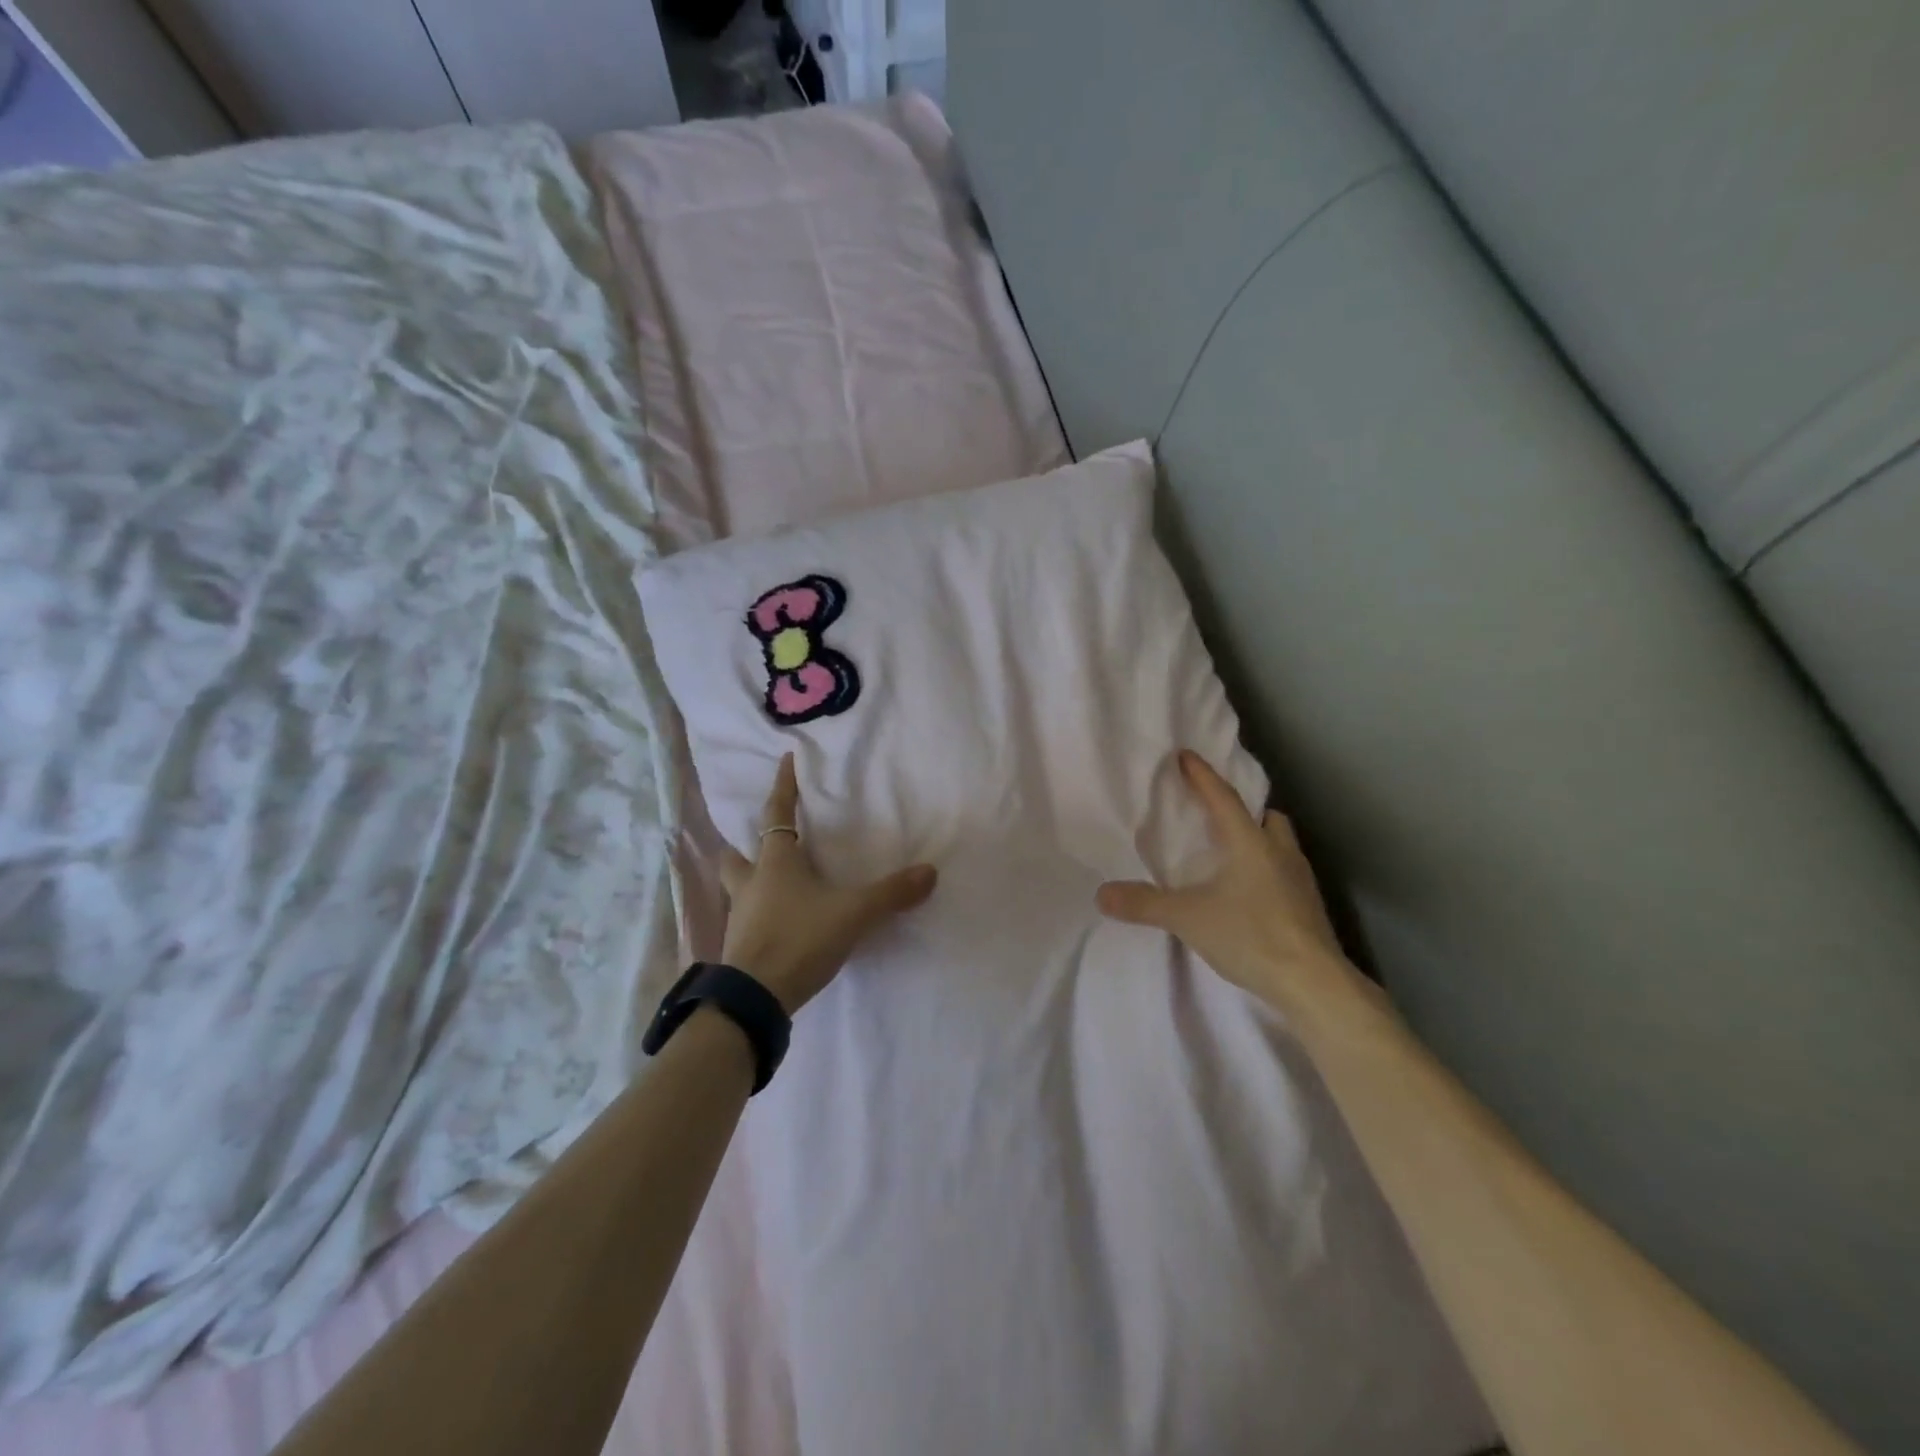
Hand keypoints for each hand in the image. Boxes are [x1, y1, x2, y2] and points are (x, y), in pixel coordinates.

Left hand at [720, 754, 938, 1013]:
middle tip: (764, 842)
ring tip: (771, 883)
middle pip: (738, 854)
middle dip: (747, 845)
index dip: (783, 786)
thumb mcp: (853, 913)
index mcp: (775, 863)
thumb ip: (891, 894)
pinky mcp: (739, 947)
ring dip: (749, 879)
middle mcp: (751, 884)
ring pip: (738, 887)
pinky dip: (759, 913)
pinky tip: (778, 923)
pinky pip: (746, 918)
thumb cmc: (799, 939)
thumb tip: (930, 872)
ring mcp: (740, 916)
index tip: (785, 760)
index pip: (777, 813)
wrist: (753, 999)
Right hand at [1096, 750, 1366, 1018]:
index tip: (1186, 755)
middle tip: (1219, 816)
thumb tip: (1102, 894)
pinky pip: (1286, 874)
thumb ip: (1144, 904)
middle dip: (1244, 811)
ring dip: (1259, 842)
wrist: (1314, 984)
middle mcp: (1280, 853)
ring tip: (1233, 856)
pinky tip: (1250, 895)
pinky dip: (1267, 872)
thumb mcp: (1187, 918)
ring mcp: (1300, 881)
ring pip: (1281, 845)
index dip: (1202, 776)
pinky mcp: (1309, 908)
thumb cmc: (1251, 936)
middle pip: (1266, 818)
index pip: (1223, 798)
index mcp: (1250, 843)